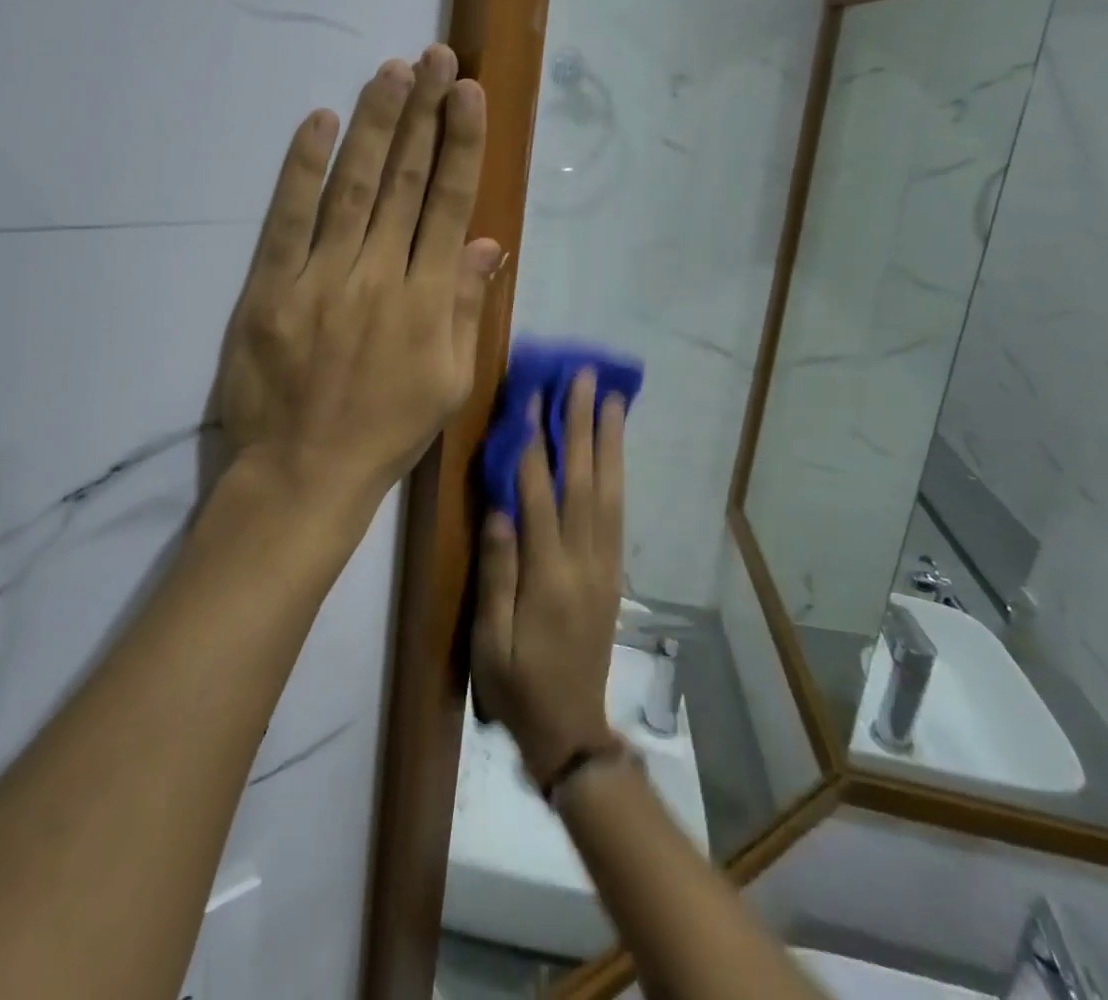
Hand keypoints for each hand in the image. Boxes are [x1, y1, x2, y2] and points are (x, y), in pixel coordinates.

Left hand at [216, 45, 500, 536]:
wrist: (304, 472)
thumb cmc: (385, 432)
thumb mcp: (449, 382)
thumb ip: (467, 308)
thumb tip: (488, 243)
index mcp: (428, 301)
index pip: (448, 205)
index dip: (460, 145)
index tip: (470, 95)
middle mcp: (379, 276)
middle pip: (405, 181)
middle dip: (424, 114)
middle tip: (436, 59)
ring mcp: (321, 277)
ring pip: (353, 186)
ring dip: (373, 124)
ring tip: (391, 71)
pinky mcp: (271, 286)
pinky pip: (288, 217)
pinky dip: (303, 168)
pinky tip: (319, 122)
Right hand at [471, 370, 627, 785]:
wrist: (570, 729)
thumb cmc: (517, 684)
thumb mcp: (489, 640)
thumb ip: (497, 573)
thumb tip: (498, 509)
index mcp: (548, 577)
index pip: (540, 496)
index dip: (535, 443)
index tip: (533, 397)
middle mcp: (583, 562)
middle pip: (583, 482)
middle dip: (582, 425)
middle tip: (584, 379)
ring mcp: (604, 565)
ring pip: (609, 492)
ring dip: (609, 442)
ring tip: (611, 400)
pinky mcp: (613, 572)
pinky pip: (618, 513)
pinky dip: (617, 473)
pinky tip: (614, 450)